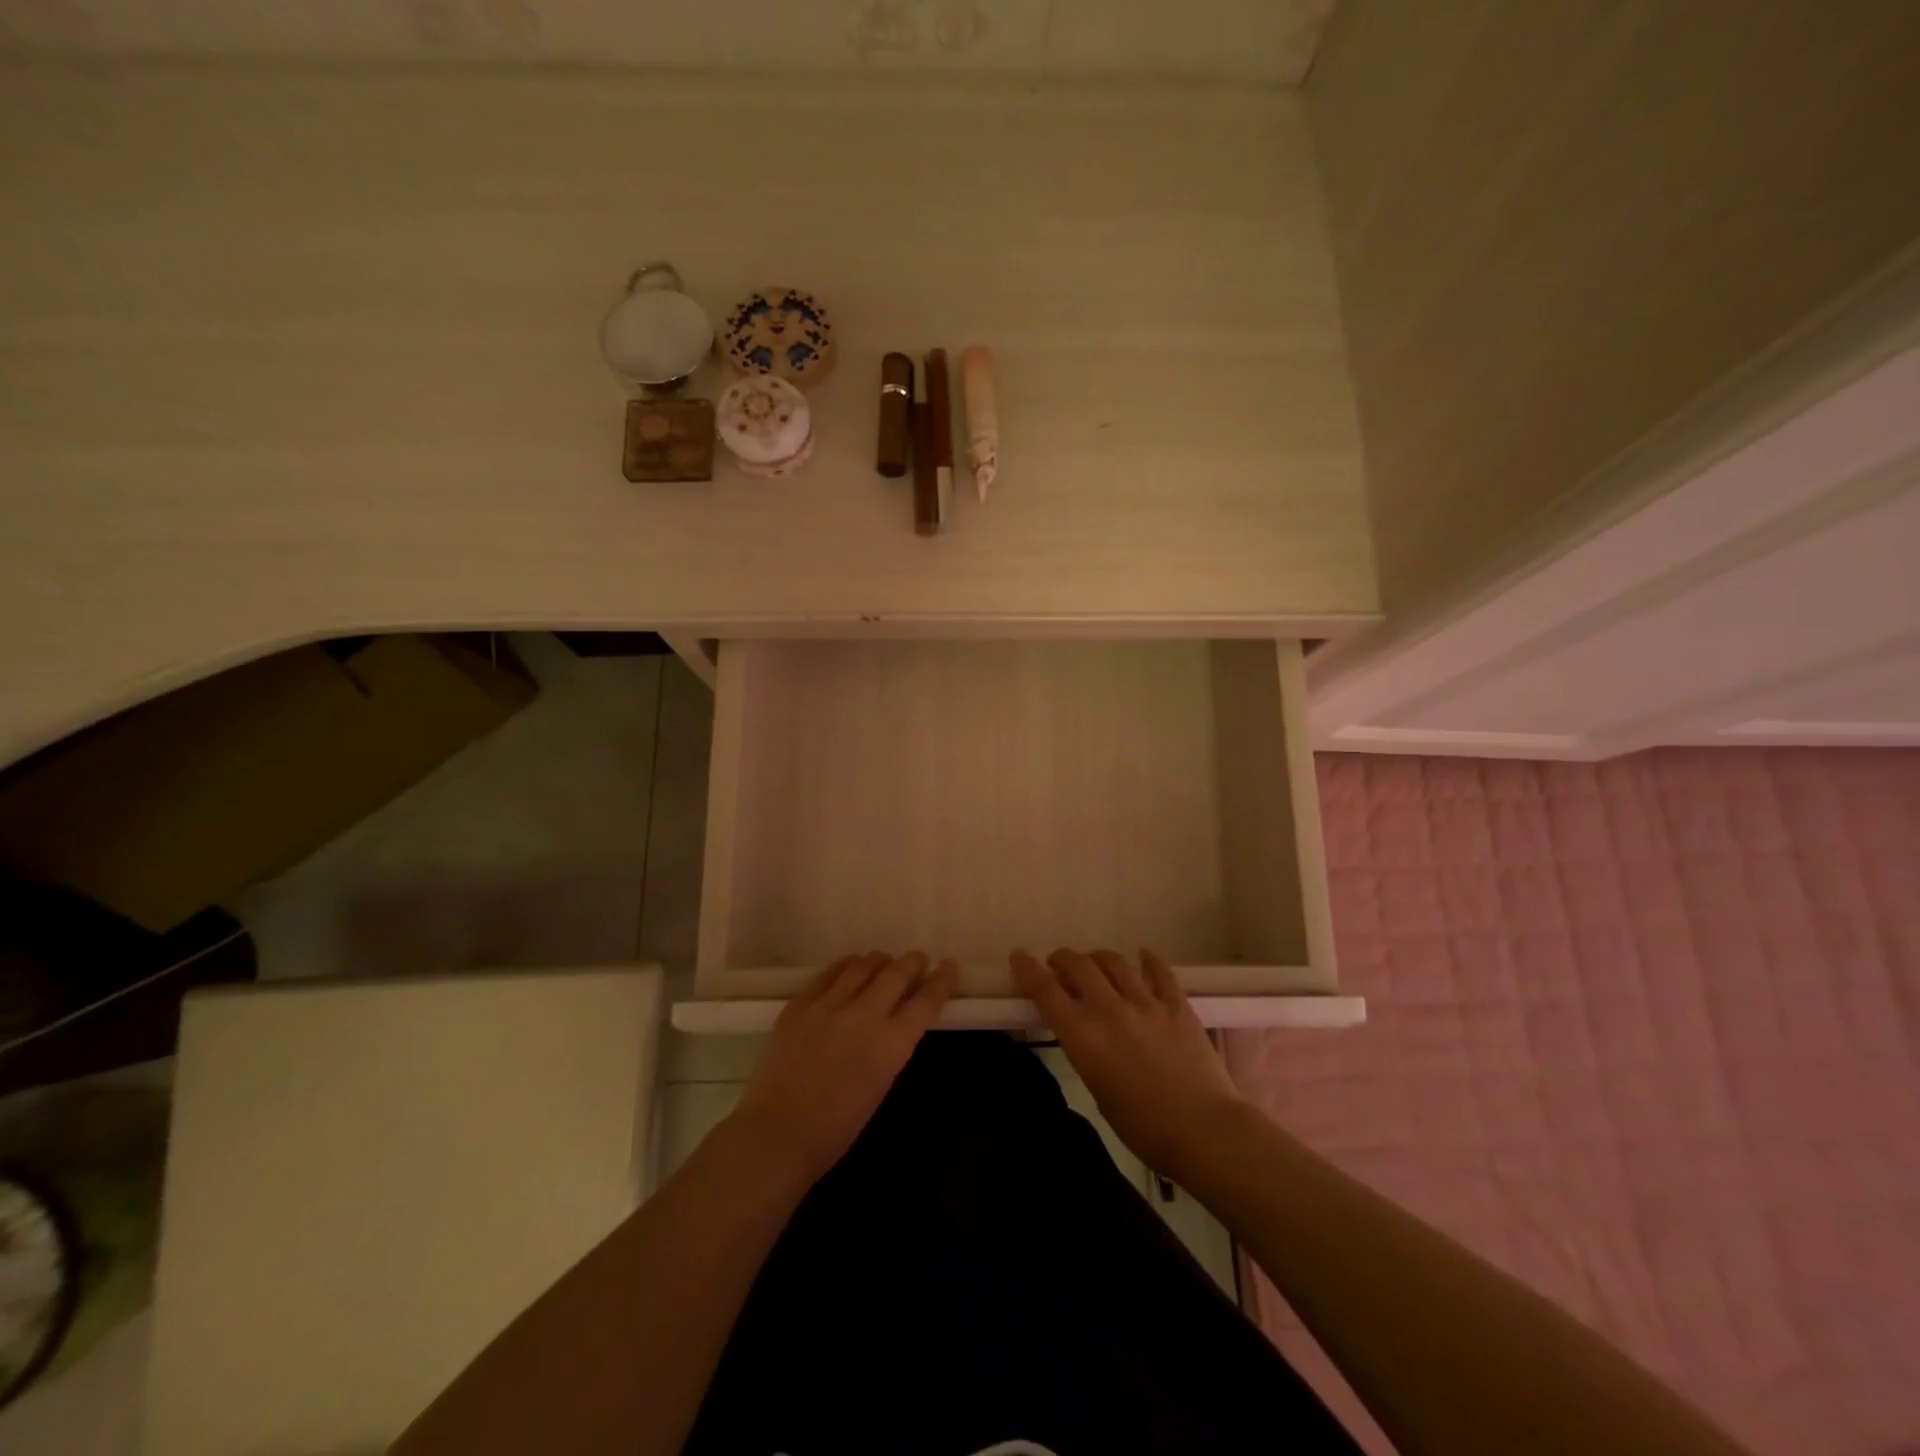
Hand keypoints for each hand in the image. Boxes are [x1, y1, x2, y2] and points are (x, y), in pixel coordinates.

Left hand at [732, 952, 956, 1183]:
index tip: (949, 967)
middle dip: (912, 962)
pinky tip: (849, 965)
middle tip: (918, 959)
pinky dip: (845, 965)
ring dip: (879, 961)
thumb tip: (893, 1024)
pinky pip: (828, 973)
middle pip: (896, 974)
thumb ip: (889, 1049)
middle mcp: (864, 1015)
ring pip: (862, 966)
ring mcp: (829, 1005)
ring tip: (883, 961)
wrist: (778, 1133)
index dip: (941, 981)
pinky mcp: (800, 1004)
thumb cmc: (835, 1129)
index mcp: (890, 1044)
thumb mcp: (879, 1086)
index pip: (925, 1002)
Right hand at [1012, 948, 1245, 1178]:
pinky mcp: (1176, 1004)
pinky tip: (1143, 956)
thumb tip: (1086, 1033)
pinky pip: (1159, 972)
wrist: (1204, 1130)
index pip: (1046, 992)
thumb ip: (1088, 1052)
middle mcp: (1109, 1009)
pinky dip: (1147, 960)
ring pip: (1114, 962)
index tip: (1018, 956)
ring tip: (1094, 962)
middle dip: (1063, 958)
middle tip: (1058, 963)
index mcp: (1084, 1036)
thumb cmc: (1143, 1127)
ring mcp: (1145, 1003)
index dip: (1028, 970)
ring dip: (1097, 957)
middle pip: (1079, 966)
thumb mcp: (1098, 1090)